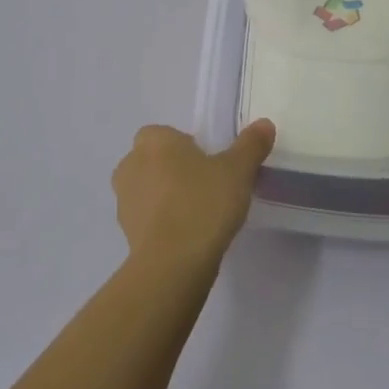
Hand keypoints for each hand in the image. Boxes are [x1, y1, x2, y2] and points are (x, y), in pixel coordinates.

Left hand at [112, 120, 275, 272]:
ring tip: (200, 215)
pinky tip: (188, 236)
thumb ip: (251, 144)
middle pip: (156, 160)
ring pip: (149, 189)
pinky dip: (163, 222)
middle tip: (208, 187)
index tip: (211, 165)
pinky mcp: (125, 232)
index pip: (167, 134)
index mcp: (154, 141)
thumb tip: (265, 124)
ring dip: (167, 197)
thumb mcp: (238, 170)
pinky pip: (148, 218)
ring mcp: (123, 200)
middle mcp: (131, 164)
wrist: (173, 263)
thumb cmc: (203, 203)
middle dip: (176, 170)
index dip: (188, 147)